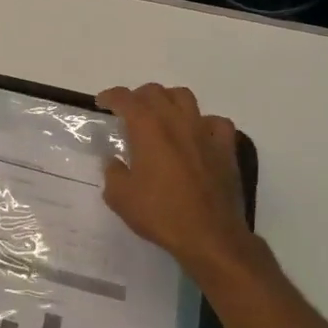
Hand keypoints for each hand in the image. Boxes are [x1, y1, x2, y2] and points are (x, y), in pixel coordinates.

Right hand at [98, 83, 257, 277]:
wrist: (209, 235)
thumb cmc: (160, 214)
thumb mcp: (120, 197)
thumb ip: (113, 172)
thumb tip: (114, 161)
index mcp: (148, 128)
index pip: (126, 99)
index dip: (111, 96)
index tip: (102, 102)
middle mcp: (176, 121)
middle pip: (155, 92)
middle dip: (138, 96)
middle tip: (129, 111)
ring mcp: (204, 132)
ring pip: (185, 98)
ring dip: (168, 100)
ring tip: (161, 115)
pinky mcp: (225, 148)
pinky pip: (216, 122)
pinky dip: (204, 122)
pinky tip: (198, 134)